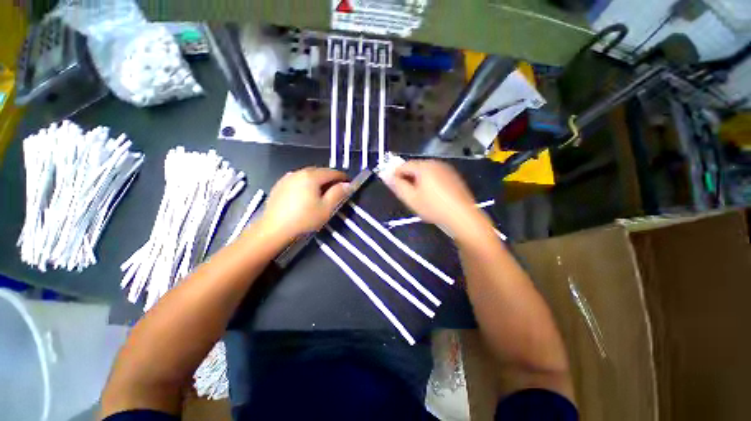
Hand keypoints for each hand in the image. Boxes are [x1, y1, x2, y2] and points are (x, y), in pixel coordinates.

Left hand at [258, 167, 349, 242]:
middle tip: (338, 190)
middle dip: (331, 179)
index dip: (343, 178)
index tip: (349, 184)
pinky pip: (298, 180)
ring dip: (318, 181)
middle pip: (320, 171)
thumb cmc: (304, 220)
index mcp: (311, 176)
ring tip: (323, 193)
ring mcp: (287, 178)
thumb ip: (338, 193)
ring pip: (308, 175)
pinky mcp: (279, 185)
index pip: (333, 172)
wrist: (273, 230)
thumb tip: (348, 184)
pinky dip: (306, 184)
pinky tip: (306, 196)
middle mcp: (299, 172)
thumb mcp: (326, 208)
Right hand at [385, 160, 488, 236]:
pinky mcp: (453, 176)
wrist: (462, 216)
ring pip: (426, 171)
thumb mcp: (411, 198)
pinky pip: (436, 175)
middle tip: (406, 193)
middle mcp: (435, 163)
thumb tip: (385, 175)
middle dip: (408, 178)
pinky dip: (429, 182)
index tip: (393, 185)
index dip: (395, 174)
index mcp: (424, 167)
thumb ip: (397, 185)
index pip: (403, 165)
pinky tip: (432, 195)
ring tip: (418, 195)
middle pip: (415, 167)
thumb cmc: (433, 208)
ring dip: (418, 180)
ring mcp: (446, 169)